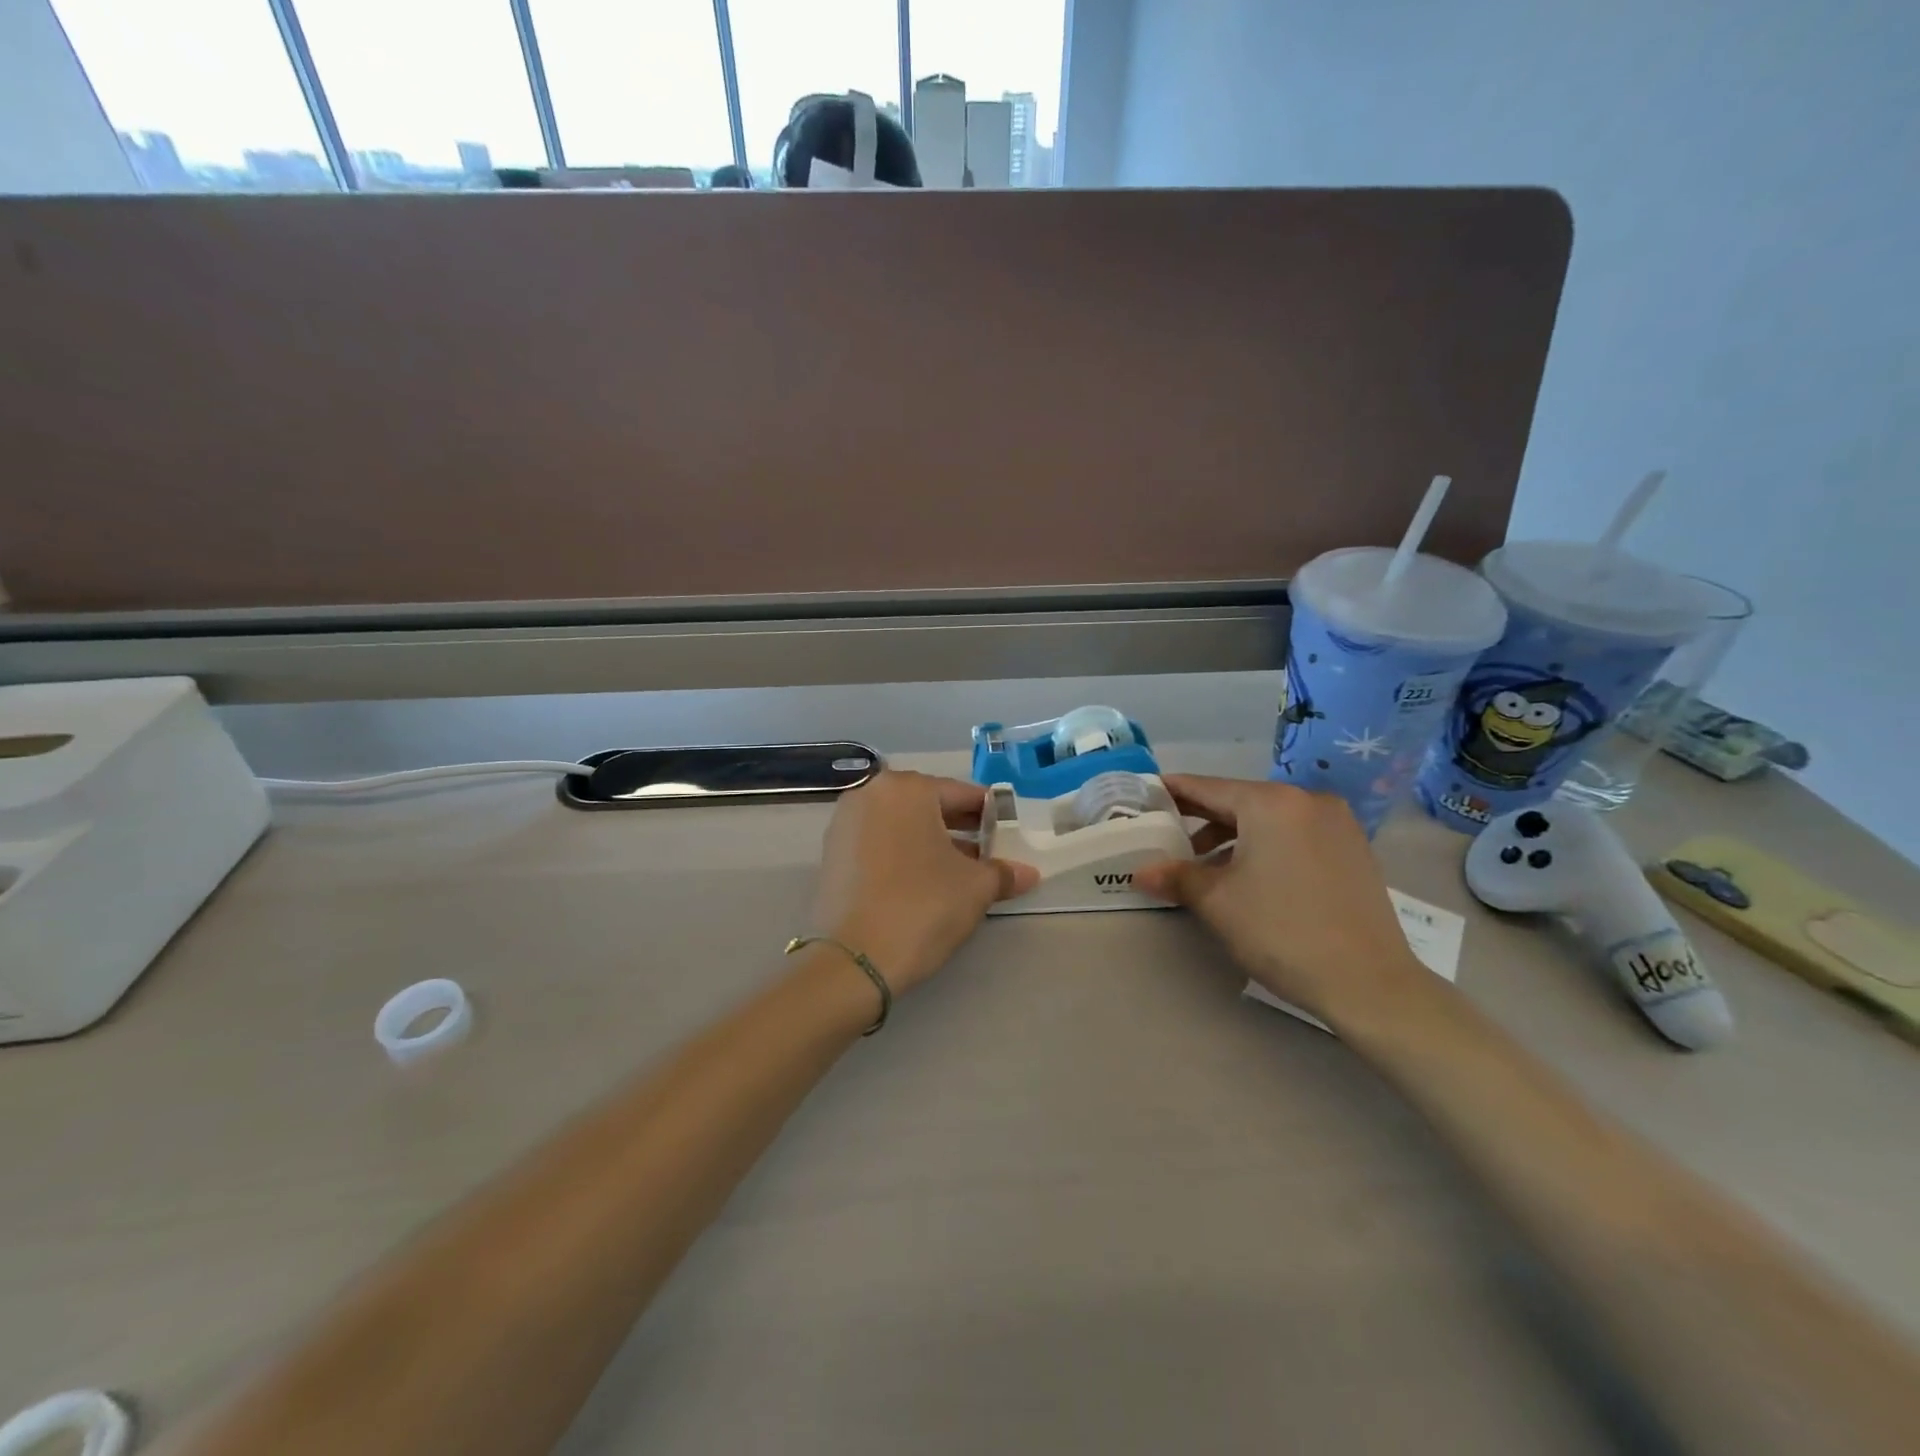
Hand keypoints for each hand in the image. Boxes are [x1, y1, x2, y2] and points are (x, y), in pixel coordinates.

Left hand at [813, 770, 1038, 994]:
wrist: (855, 959)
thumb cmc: (922, 906)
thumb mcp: (975, 887)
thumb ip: (1003, 872)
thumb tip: (1027, 873)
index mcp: (907, 789)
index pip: (961, 793)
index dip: (990, 814)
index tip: (1008, 833)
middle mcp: (870, 794)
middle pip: (927, 805)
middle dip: (959, 827)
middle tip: (988, 852)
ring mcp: (845, 823)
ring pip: (901, 824)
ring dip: (931, 842)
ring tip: (959, 871)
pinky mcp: (832, 854)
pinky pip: (879, 843)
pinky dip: (902, 854)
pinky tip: (923, 882)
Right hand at [1132, 775, 1428, 1026]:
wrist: (1369, 984)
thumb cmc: (1282, 932)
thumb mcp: (1217, 903)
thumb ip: (1176, 876)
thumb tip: (1140, 871)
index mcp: (1271, 803)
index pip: (1207, 787)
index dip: (1172, 791)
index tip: (1145, 795)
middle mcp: (1307, 800)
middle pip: (1239, 800)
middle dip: (1201, 818)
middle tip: (1166, 835)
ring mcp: (1336, 823)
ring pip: (1268, 819)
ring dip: (1232, 836)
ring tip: (1204, 867)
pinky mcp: (1353, 849)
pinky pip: (1295, 834)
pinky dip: (1266, 845)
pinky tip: (1248, 876)